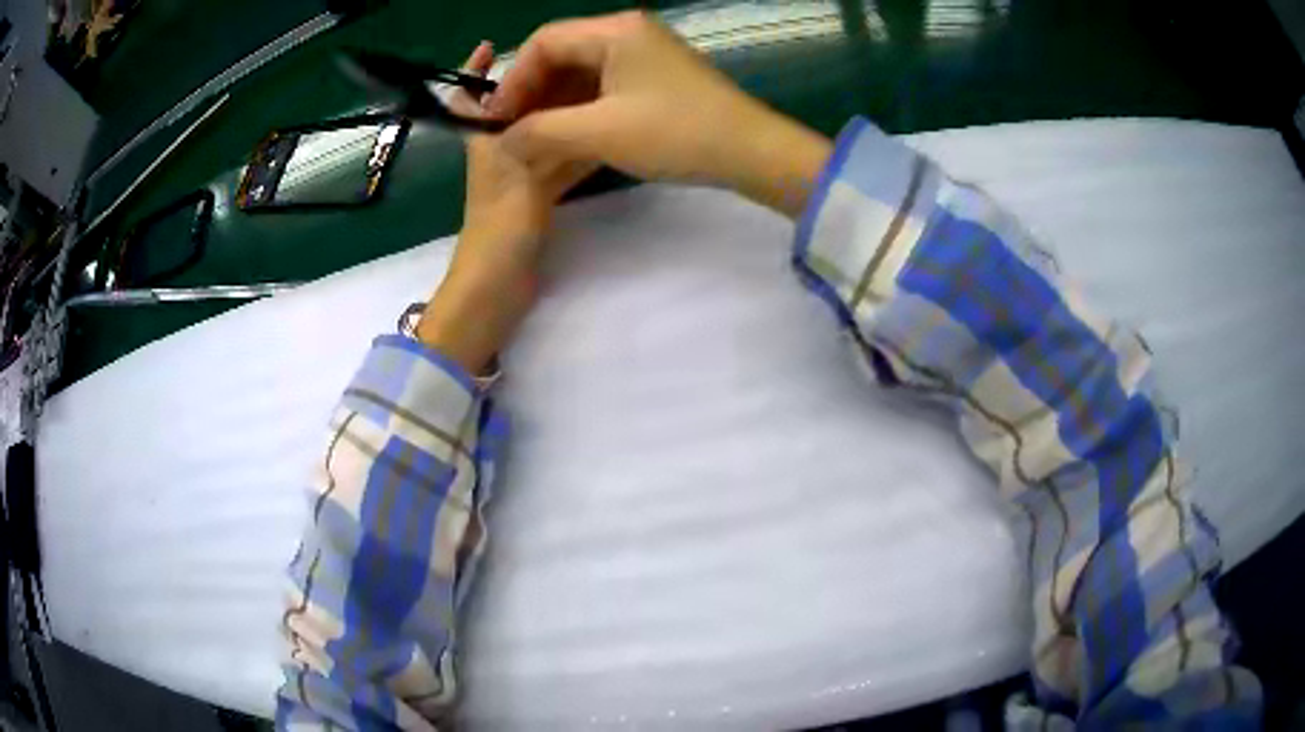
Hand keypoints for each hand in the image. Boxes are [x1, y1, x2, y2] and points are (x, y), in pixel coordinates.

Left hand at [416, 42, 592, 374]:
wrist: (497, 286)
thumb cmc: (499, 228)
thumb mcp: (516, 173)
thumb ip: (538, 139)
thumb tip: (567, 102)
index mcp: (485, 141)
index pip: (469, 98)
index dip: (473, 72)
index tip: (489, 45)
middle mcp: (501, 150)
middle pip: (515, 107)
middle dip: (535, 82)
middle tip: (576, 58)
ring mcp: (521, 173)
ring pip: (541, 130)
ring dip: (561, 109)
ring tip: (597, 85)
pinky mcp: (538, 196)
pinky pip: (559, 158)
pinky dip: (575, 143)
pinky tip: (600, 131)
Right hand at [490, 12, 832, 216]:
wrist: (750, 152)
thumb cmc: (675, 134)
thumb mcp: (599, 132)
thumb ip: (540, 132)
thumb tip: (502, 139)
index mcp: (615, 30)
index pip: (544, 42)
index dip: (514, 80)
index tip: (498, 120)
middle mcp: (629, 32)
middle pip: (562, 53)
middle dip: (533, 92)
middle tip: (513, 131)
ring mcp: (646, 53)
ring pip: (582, 71)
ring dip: (555, 103)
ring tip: (535, 138)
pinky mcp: (657, 76)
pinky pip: (605, 84)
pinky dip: (581, 107)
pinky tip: (568, 134)